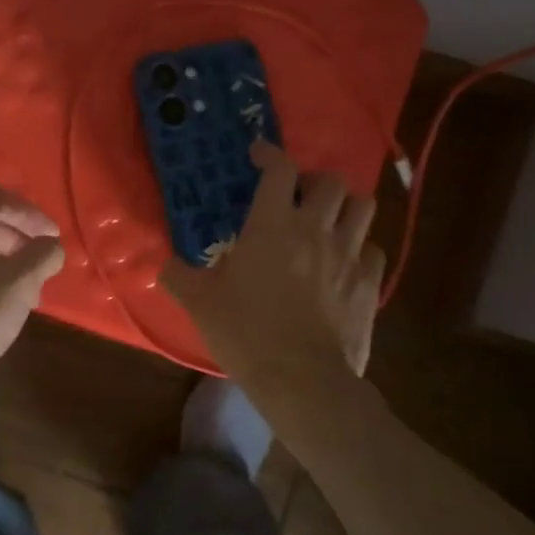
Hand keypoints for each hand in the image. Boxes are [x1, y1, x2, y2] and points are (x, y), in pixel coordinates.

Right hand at [160, 141, 381, 383]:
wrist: (301, 379)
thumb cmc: (245, 333)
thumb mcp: (199, 303)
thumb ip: (178, 275)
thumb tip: (162, 263)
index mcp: (272, 225)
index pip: (280, 169)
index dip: (270, 154)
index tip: (258, 154)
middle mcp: (315, 229)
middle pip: (331, 181)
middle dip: (313, 180)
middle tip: (297, 195)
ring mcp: (348, 255)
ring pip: (363, 206)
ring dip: (344, 205)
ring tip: (327, 219)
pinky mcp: (370, 283)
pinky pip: (373, 248)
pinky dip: (360, 246)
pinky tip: (344, 261)